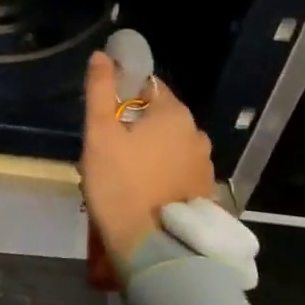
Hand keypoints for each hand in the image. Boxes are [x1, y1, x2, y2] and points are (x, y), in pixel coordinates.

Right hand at [80, 50, 214, 267]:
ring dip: (150, 151)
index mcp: (174, 113)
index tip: (106, 116)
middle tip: (108, 149)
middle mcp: (196, 134)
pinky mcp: (205, 193)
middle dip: (135, 126)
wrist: (151, 249)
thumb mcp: (99, 133)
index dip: (124, 94)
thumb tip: (102, 55)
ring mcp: (204, 165)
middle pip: (159, 116)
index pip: (148, 85)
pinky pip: (178, 170)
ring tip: (124, 175)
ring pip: (169, 145)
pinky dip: (163, 174)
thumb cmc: (120, 184)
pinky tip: (144, 193)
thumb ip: (101, 89)